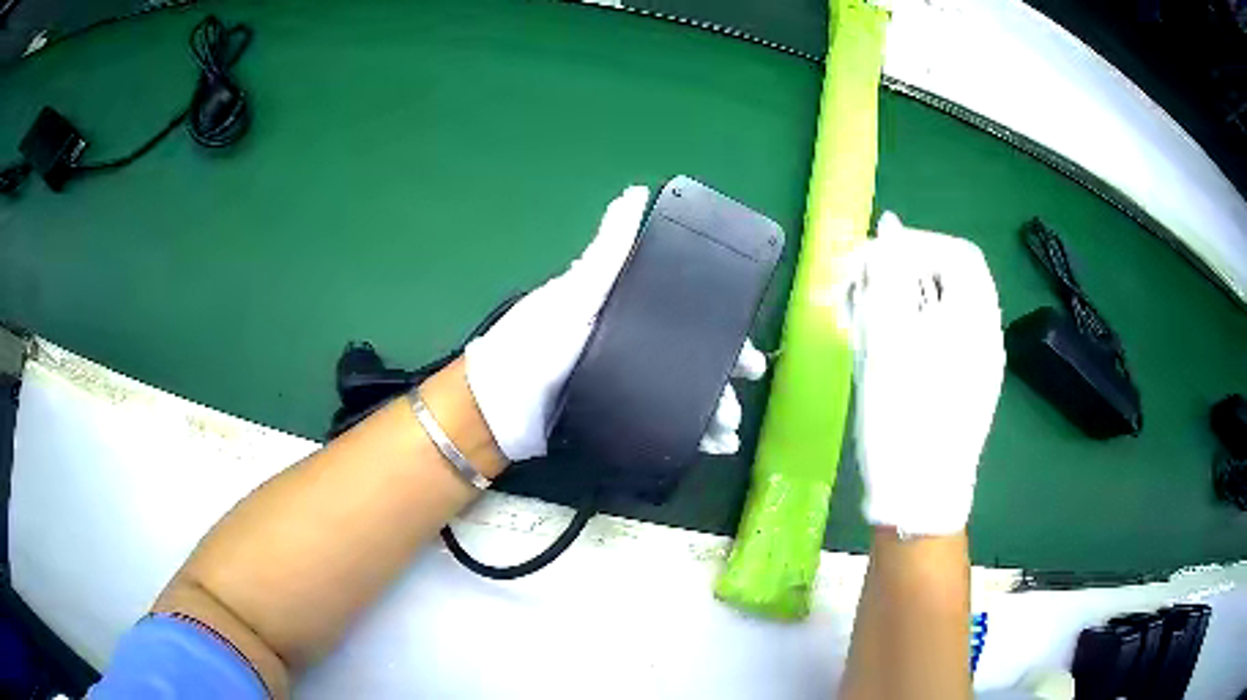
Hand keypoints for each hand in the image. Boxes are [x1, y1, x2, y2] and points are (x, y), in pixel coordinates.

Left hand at [465, 186, 767, 461]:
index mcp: (632, 314)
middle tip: (746, 381)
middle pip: (696, 358)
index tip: (746, 337)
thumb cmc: (535, 341)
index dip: (722, 325)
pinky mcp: (626, 423)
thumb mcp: (575, 292)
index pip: (689, 316)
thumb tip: (635, 191)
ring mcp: (633, 388)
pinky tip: (716, 447)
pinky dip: (695, 438)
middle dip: (726, 371)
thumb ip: (607, 251)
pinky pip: (669, 429)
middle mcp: (638, 349)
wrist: (501, 409)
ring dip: (716, 411)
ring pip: (688, 397)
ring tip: (730, 430)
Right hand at [846, 212, 1004, 535]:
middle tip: (860, 291)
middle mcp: (985, 334)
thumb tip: (888, 229)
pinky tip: (882, 351)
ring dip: (901, 302)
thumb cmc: (905, 419)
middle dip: (902, 275)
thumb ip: (889, 274)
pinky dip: (909, 330)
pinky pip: (940, 338)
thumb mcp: (888, 338)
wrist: (919, 497)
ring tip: (864, 322)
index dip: (915, 245)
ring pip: (941, 309)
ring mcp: (977, 363)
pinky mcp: (963, 385)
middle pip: (949, 279)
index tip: (874, 261)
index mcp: (976, 318)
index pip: (956, 253)